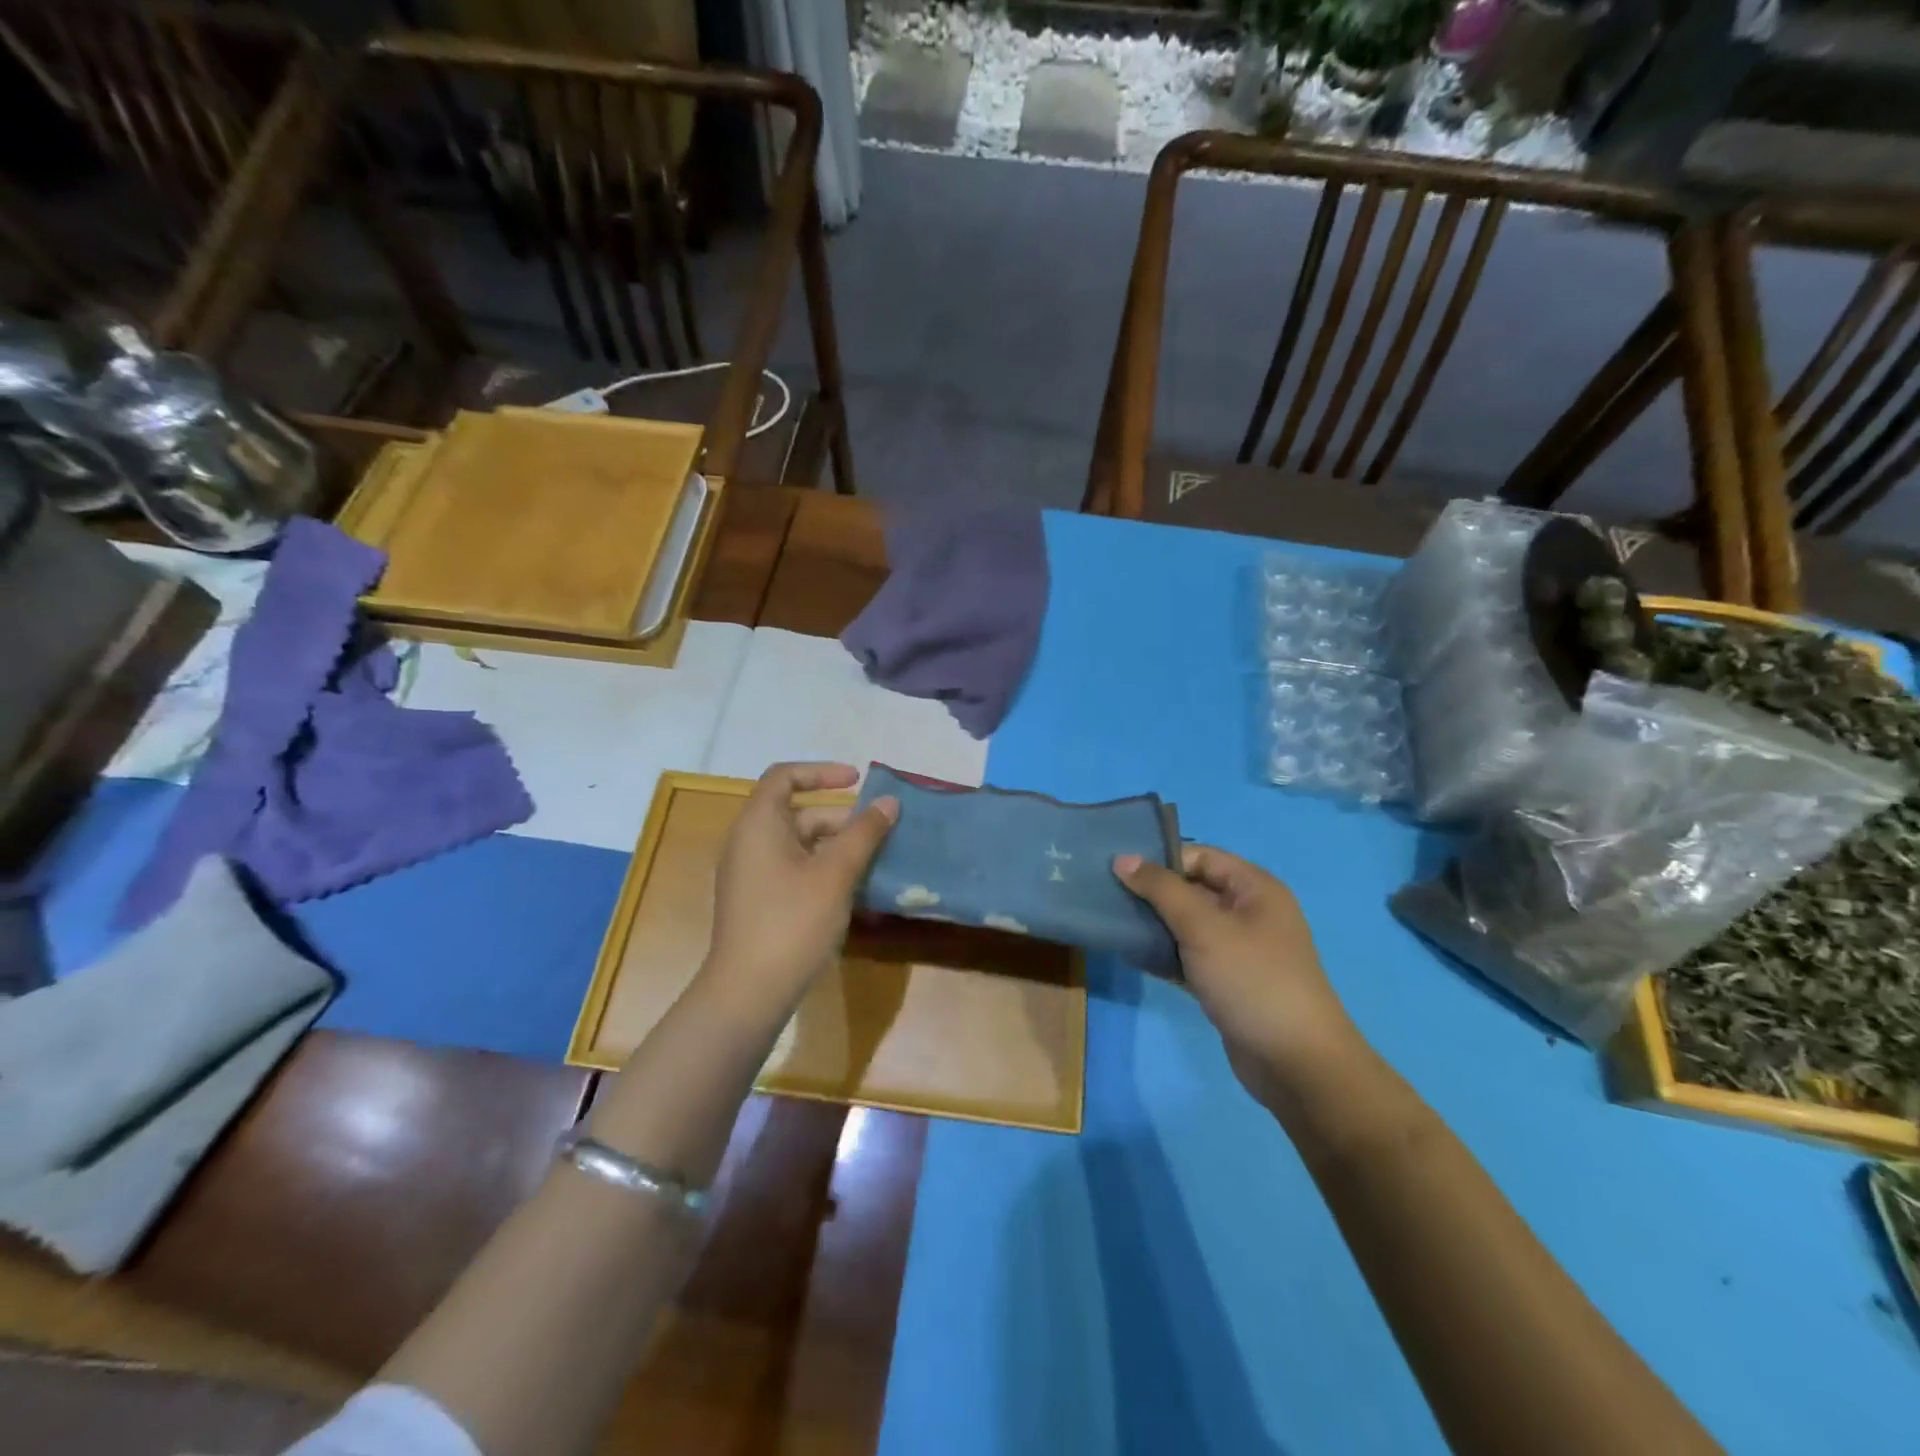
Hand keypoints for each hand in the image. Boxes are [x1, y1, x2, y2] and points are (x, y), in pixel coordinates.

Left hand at [705, 762, 897, 1014]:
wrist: (749, 993)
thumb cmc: (792, 922)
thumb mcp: (836, 874)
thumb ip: (864, 833)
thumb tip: (889, 802)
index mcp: (758, 824)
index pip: (785, 776)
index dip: (822, 771)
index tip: (859, 780)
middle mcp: (749, 842)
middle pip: (799, 813)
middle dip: (842, 818)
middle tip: (881, 833)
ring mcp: (752, 875)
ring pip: (801, 846)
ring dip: (838, 848)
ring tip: (877, 863)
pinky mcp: (759, 902)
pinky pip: (795, 870)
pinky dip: (825, 870)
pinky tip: (856, 892)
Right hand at [1114, 845, 1362, 1104]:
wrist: (1295, 1063)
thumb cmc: (1251, 979)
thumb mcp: (1203, 927)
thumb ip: (1161, 889)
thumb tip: (1123, 858)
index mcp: (1255, 888)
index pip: (1201, 856)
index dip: (1162, 860)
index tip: (1119, 872)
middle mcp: (1249, 913)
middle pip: (1193, 889)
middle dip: (1153, 893)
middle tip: (1109, 897)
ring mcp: (1239, 950)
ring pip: (1188, 925)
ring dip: (1155, 924)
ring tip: (1114, 924)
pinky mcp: (1227, 983)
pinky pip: (1189, 957)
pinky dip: (1164, 955)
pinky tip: (1132, 956)